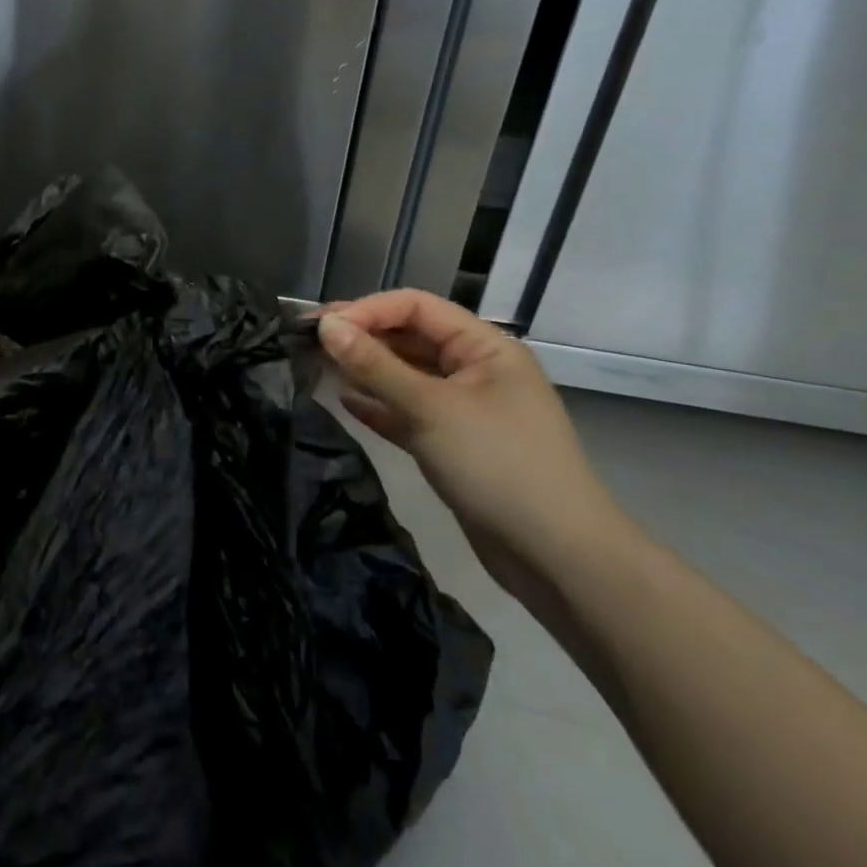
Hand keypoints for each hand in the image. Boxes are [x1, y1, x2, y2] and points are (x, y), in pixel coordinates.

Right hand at [317, 290, 633, 603]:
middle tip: (308, 343)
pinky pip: (408, 411)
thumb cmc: (499, 466)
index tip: (320, 328)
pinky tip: (344, 403)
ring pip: (406, 375)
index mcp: (484, 347)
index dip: (366, 310)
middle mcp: (475, 369)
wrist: (558, 560)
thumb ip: (375, 365)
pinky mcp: (454, 444)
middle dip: (361, 337)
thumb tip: (326, 327)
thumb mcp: (431, 409)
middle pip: (409, 337)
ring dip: (365, 370)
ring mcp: (465, 408)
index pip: (415, 307)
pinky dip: (379, 405)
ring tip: (317, 368)